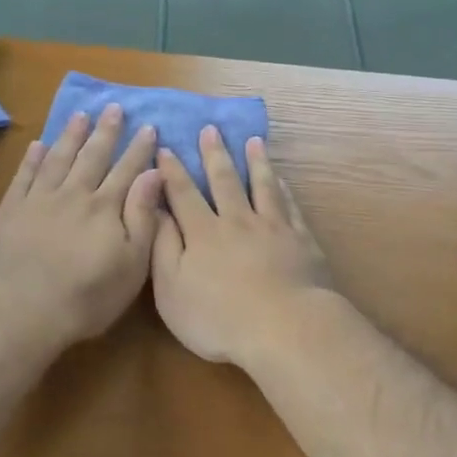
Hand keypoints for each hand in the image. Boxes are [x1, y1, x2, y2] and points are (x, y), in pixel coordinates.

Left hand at [0, 106, 162, 349]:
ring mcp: (39, 200)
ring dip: (70, 136)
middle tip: (113, 107)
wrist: (22, 310)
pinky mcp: (11, 211)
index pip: (126, 170)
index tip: (148, 127)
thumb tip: (154, 173)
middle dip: (106, 131)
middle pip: (92, 156)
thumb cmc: (86, 296)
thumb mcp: (131, 264)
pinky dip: (31, 159)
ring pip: (58, 159)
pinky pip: (23, 176)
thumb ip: (143, 216)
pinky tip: (37, 144)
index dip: (138, 149)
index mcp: (105, 208)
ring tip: (80, 115)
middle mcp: (74, 195)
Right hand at [151, 128, 332, 366]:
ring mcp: (273, 228)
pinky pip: (290, 206)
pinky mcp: (301, 240)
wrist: (285, 328)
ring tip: (253, 141)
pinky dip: (284, 189)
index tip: (165, 147)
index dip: (172, 171)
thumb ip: (162, 247)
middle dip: (214, 154)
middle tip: (210, 129)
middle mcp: (237, 221)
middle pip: (224, 181)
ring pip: (262, 186)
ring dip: (255, 161)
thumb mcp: (172, 289)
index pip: (183, 194)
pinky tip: (282, 180)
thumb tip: (156, 210)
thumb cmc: (219, 317)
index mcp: (203, 233)